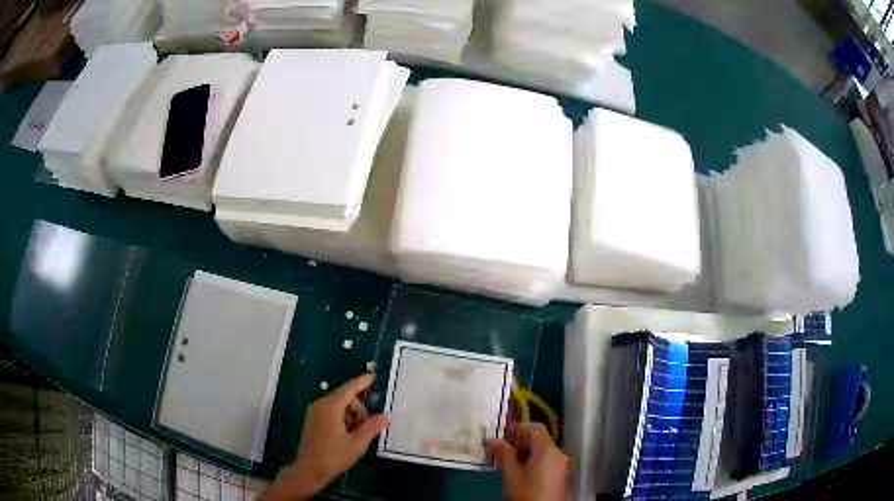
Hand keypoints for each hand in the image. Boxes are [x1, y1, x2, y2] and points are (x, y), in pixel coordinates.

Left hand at [263, 374, 387, 500]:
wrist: (309, 470)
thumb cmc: (333, 456)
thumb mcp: (357, 443)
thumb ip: (371, 427)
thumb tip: (384, 416)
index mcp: (331, 407)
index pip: (349, 389)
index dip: (362, 382)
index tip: (373, 375)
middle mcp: (321, 405)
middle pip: (346, 399)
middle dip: (359, 410)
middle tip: (367, 429)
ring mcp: (315, 413)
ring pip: (340, 407)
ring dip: (352, 417)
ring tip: (356, 437)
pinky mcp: (313, 421)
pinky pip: (332, 413)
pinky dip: (343, 420)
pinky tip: (347, 437)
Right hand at [487, 423, 568, 500]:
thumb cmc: (526, 492)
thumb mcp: (510, 474)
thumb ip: (503, 454)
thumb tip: (494, 441)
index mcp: (547, 449)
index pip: (535, 427)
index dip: (518, 428)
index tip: (503, 437)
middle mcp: (558, 453)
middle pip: (540, 439)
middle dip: (520, 443)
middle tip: (502, 452)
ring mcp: (561, 464)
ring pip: (543, 451)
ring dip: (526, 453)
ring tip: (509, 464)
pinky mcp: (561, 475)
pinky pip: (548, 461)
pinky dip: (535, 461)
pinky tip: (522, 473)